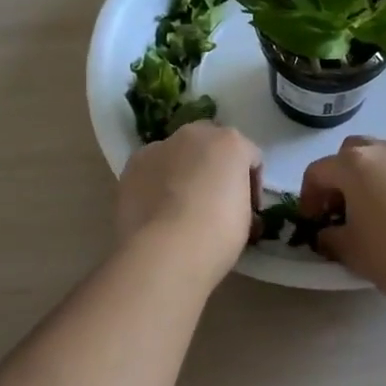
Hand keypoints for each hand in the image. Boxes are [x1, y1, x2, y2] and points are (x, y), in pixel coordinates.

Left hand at [116, 122, 262, 288]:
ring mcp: (159, 146)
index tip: (249, 211)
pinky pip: (152, 169)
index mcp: (230, 142)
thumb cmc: (217, 235)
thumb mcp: (246, 219)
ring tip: (181, 207)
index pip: (250, 156)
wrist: (165, 251)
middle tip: (215, 200)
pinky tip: (157, 210)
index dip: (252, 184)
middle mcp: (194, 134)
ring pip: (178, 153)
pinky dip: (157, 182)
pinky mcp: (133, 164)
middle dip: (215, 166)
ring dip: (183, 170)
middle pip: (211, 143)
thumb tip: (231, 205)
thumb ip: (240, 199)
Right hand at [299, 137, 385, 304]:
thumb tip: (326, 234)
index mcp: (353, 164)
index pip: (317, 171)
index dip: (308, 197)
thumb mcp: (350, 250)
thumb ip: (330, 237)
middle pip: (350, 153)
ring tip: (372, 212)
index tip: (312, 222)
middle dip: (339, 177)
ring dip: (368, 178)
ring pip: (381, 159)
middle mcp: (383, 150)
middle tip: (340, 209)